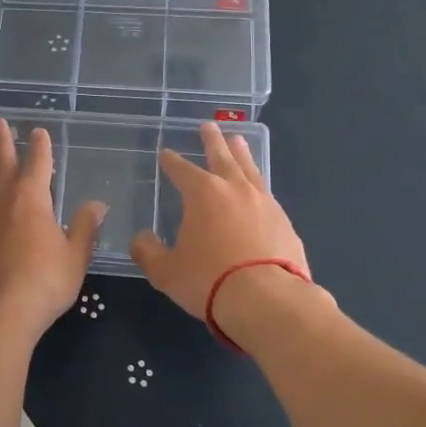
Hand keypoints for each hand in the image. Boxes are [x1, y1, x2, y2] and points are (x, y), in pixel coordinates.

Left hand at [0, 120, 105, 332]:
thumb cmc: (44, 282)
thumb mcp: (75, 256)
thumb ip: (85, 227)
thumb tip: (97, 204)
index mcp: (33, 198)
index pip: (39, 163)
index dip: (40, 146)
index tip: (39, 131)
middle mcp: (2, 199)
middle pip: (3, 162)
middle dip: (3, 141)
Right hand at [130, 121, 308, 319]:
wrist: (268, 301)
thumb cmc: (209, 280)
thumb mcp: (166, 271)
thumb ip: (148, 252)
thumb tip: (140, 240)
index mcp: (203, 194)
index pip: (182, 170)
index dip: (172, 161)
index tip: (166, 153)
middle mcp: (235, 189)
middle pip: (222, 156)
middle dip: (212, 141)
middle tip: (209, 125)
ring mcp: (265, 203)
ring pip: (250, 170)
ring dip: (242, 154)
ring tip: (238, 141)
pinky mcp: (285, 223)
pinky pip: (267, 195)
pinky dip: (258, 186)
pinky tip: (258, 190)